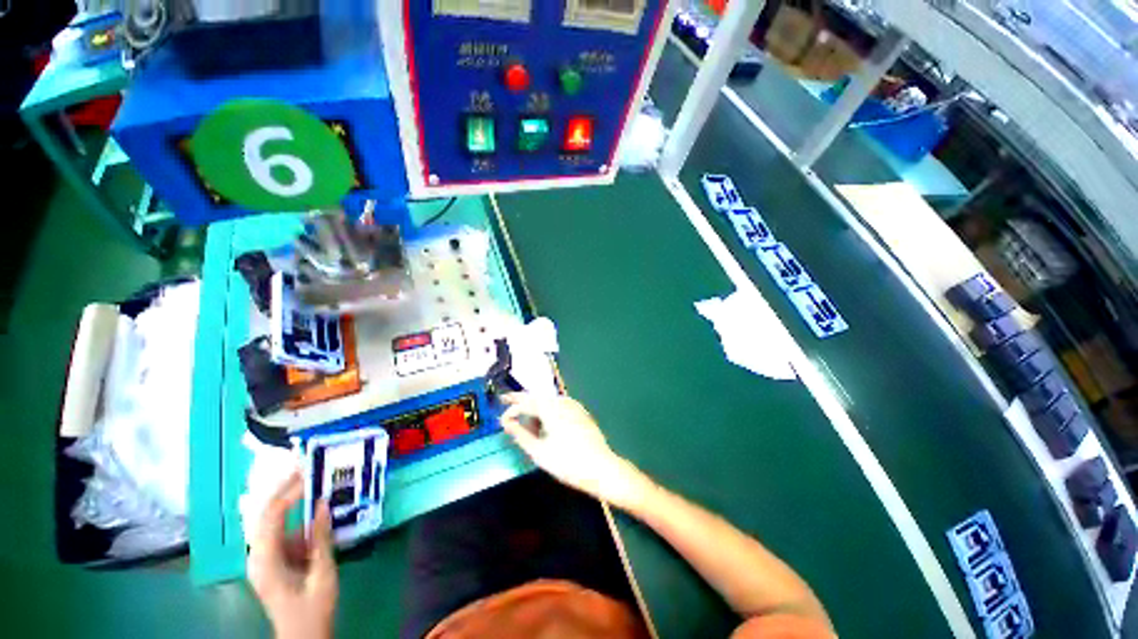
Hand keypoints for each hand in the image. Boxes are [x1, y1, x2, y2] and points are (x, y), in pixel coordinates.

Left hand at [248, 472, 337, 638]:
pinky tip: (313, 510)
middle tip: (305, 466)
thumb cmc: (313, 609)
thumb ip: (321, 539)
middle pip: (265, 514)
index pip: (271, 517)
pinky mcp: (273, 560)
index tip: (310, 474)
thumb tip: (323, 504)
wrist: (302, 636)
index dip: (289, 493)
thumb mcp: (322, 574)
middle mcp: (257, 556)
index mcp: (265, 562)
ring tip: (311, 481)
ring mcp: (263, 558)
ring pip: (272, 521)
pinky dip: (296, 516)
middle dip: (283, 488)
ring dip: (290, 500)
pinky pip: (282, 531)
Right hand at [500, 394, 652, 509]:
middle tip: (506, 400)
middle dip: (521, 399)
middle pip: (537, 396)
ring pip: (548, 400)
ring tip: (524, 418)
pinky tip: (544, 422)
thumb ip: (520, 434)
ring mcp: (573, 405)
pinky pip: (558, 405)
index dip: (511, 410)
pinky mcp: (580, 412)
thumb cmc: (567, 462)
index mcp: (550, 408)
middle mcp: (562, 401)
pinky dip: (547, 410)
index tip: (501, 420)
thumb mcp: (539, 451)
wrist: (601, 468)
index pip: (525, 402)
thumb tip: (507, 423)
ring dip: (534, 406)